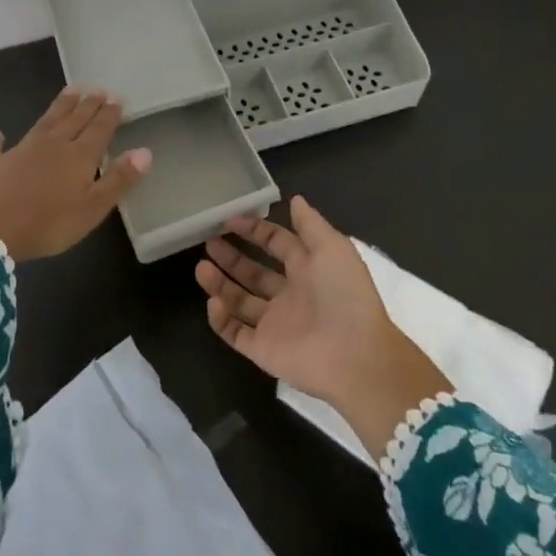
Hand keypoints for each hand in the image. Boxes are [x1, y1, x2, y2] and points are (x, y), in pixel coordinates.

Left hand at [0, 87, 152, 261]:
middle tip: (97, 89)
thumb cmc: (48, 224)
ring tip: (69, 91)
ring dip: (58, 107)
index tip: (117, 98)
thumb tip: (145, 151)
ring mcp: (20, 151)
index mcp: (78, 156)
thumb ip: (118, 179)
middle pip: (73, 120)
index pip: (98, 129)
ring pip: (44, 122)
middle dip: (87, 105)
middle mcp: (51, 145)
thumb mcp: (92, 208)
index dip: (109, 114)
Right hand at [196, 196, 451, 453]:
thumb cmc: (344, 295)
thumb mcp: (333, 248)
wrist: (354, 356)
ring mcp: (275, 325)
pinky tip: (212, 301)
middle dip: (232, 257)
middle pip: (254, 273)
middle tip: (208, 242)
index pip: (277, 245)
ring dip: (219, 284)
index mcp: (308, 270)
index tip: (229, 220)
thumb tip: (295, 199)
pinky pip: (235, 333)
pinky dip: (220, 319)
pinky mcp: (263, 350)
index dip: (255, 231)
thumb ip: (310, 224)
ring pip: (239, 302)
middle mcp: (290, 296)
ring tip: (201, 267)